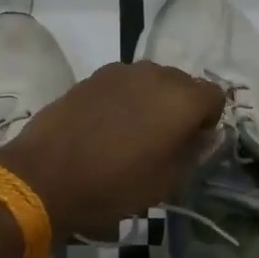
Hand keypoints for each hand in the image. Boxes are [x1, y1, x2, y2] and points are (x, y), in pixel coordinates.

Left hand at [0, 62, 224, 237]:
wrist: (44, 176)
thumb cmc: (113, 186)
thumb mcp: (165, 182)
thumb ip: (192, 153)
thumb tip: (202, 136)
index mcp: (181, 99)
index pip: (214, 97)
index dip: (208, 121)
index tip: (191, 144)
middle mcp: (155, 74)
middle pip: (183, 83)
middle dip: (180, 107)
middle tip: (164, 141)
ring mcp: (120, 71)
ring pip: (151, 80)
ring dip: (151, 101)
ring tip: (133, 133)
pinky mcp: (92, 76)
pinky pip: (123, 83)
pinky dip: (125, 99)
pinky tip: (107, 126)